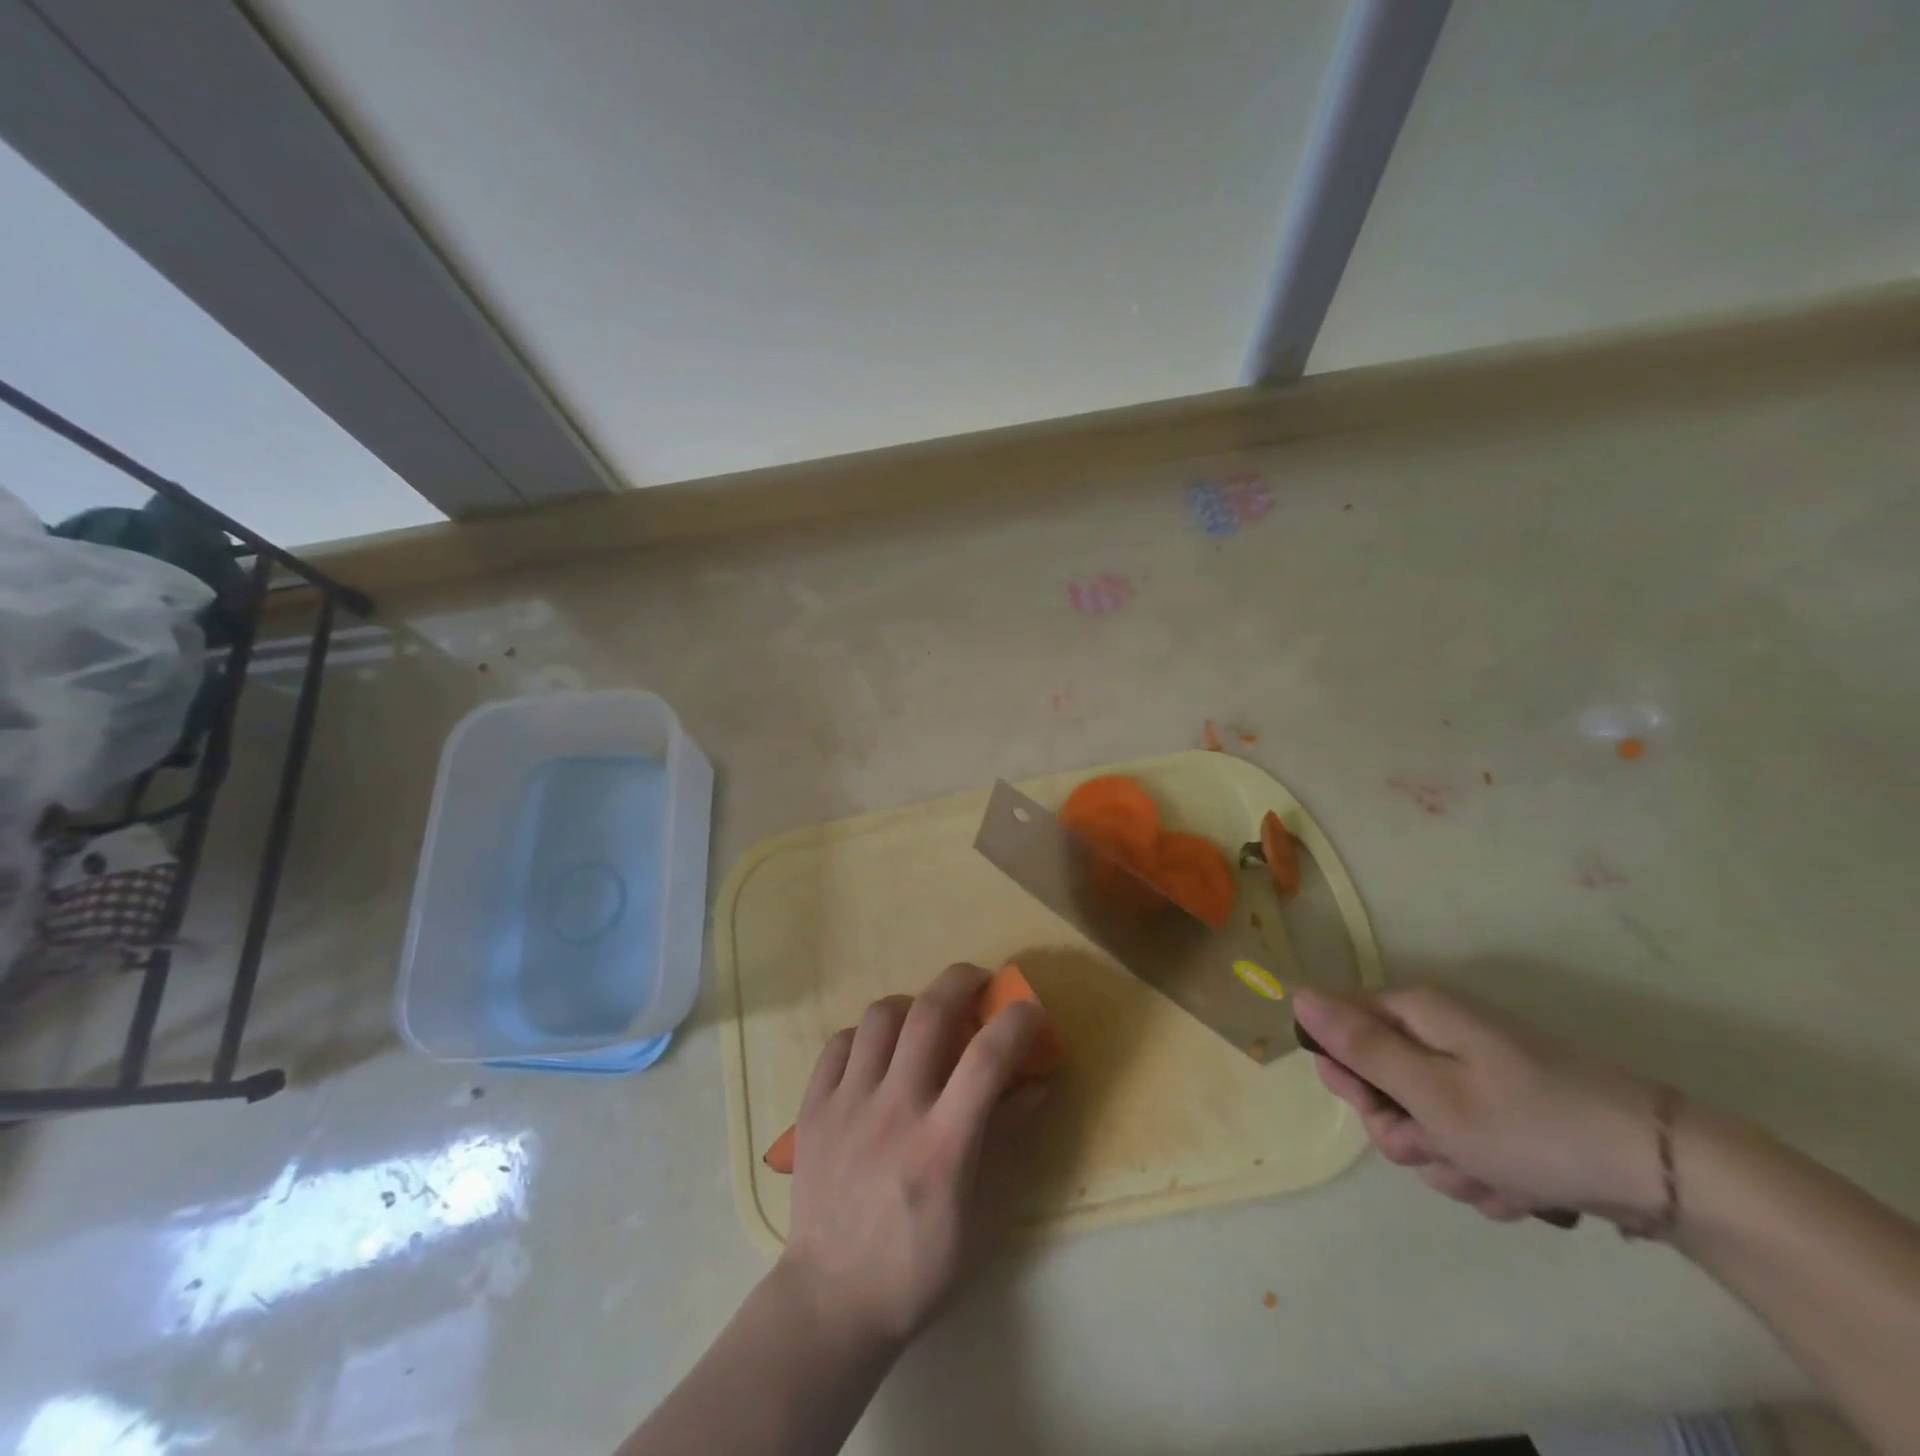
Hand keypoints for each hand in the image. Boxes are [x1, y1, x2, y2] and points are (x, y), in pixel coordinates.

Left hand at [778, 962, 1043, 1352]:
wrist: (831, 1302)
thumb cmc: (918, 1268)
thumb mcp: (979, 1217)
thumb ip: (1004, 1141)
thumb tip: (1036, 1086)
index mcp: (942, 1146)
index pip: (987, 1059)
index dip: (1015, 1021)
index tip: (1029, 1008)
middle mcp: (893, 1112)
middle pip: (929, 1014)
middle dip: (961, 981)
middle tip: (978, 980)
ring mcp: (846, 1105)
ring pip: (879, 1017)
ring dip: (911, 1005)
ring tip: (922, 1019)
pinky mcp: (812, 1109)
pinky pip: (838, 1043)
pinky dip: (864, 1036)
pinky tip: (876, 1055)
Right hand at [1293, 986, 1667, 1223]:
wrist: (1667, 1173)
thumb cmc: (1532, 1125)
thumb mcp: (1430, 1093)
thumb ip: (1358, 1046)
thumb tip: (1297, 992)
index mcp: (1419, 1013)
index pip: (1341, 1026)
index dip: (1347, 1072)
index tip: (1377, 1108)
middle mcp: (1443, 1031)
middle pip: (1382, 1079)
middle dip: (1404, 1128)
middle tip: (1439, 1148)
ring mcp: (1480, 1071)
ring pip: (1424, 1120)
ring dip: (1447, 1159)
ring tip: (1493, 1177)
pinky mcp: (1512, 1109)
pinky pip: (1467, 1140)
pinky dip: (1484, 1170)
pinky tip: (1520, 1187)